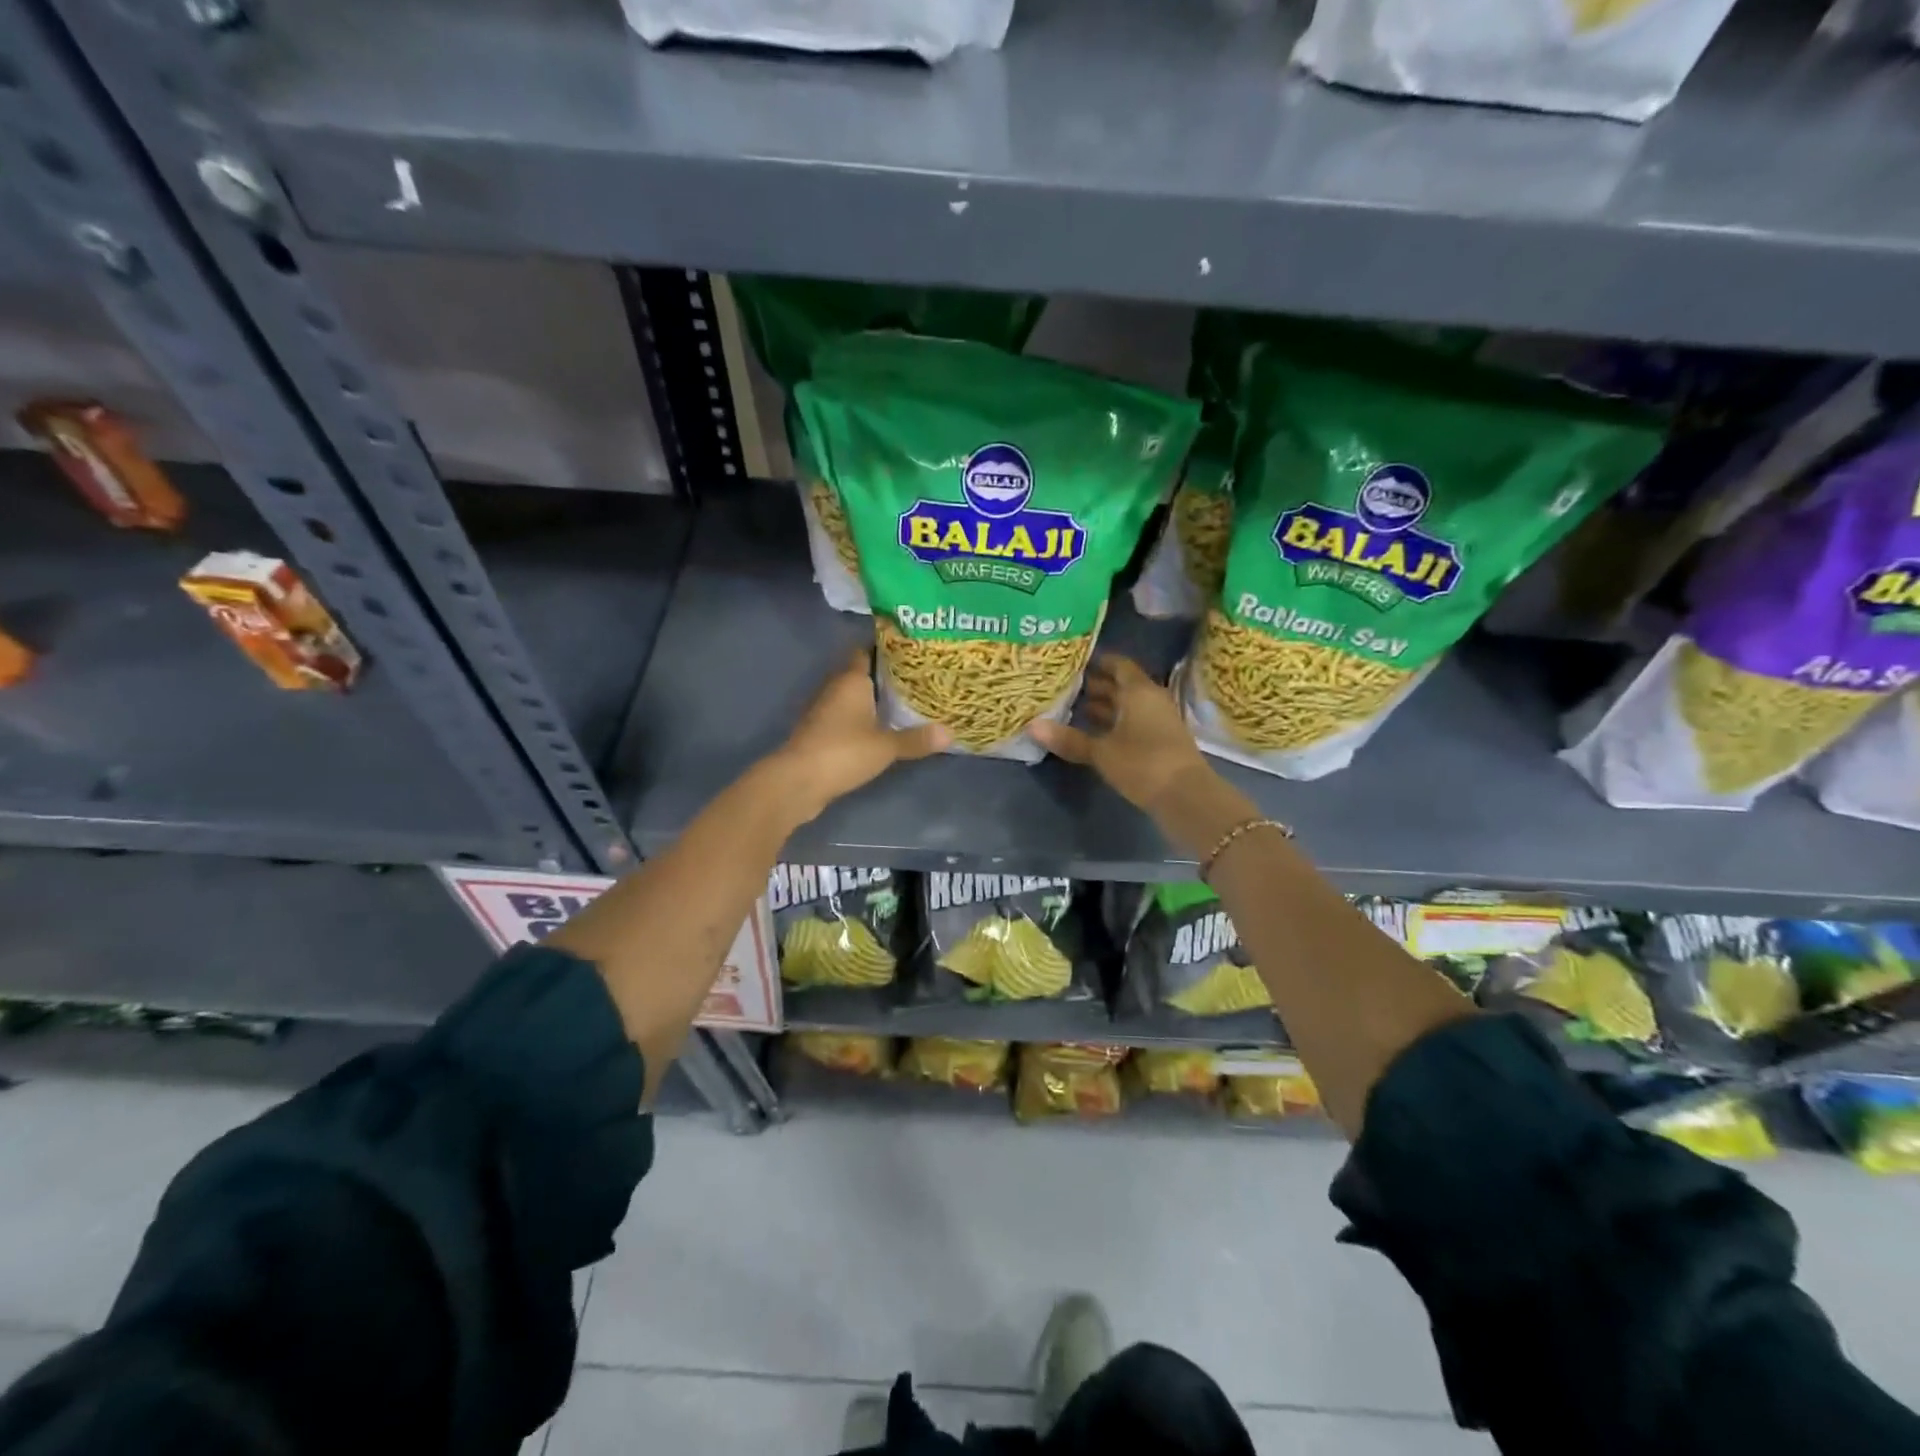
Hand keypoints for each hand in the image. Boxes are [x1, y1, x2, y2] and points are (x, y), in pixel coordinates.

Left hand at [772, 648, 950, 820]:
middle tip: (918, 678)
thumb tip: (951, 733)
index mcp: (851, 680)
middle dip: (886, 676)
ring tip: (907, 702)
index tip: (911, 650)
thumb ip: (917, 738)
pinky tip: (883, 728)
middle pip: (862, 675)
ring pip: (855, 698)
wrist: (797, 782)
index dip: (887, 649)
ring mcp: (825, 712)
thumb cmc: (842, 752)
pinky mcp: (821, 734)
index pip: (867, 652)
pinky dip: (864, 720)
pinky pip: (848, 718)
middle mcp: (836, 689)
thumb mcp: (886, 746)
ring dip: (874, 700)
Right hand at [1030, 655, 1216, 817]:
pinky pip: (1132, 722)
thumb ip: (1069, 739)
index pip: (1117, 664)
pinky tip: (1092, 732)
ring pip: (1126, 705)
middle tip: (1063, 685)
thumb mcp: (1101, 752)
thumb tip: (1031, 726)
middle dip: (1094, 685)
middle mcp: (1150, 699)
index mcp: (1138, 691)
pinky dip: (1113, 723)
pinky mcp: (1159, 741)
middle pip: (1121, 685)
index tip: (1072, 662)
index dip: (1096, 661)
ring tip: (1071, 707)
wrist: (1186, 796)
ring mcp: (1158, 720)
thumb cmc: (1143, 763)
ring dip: (1103, 706)